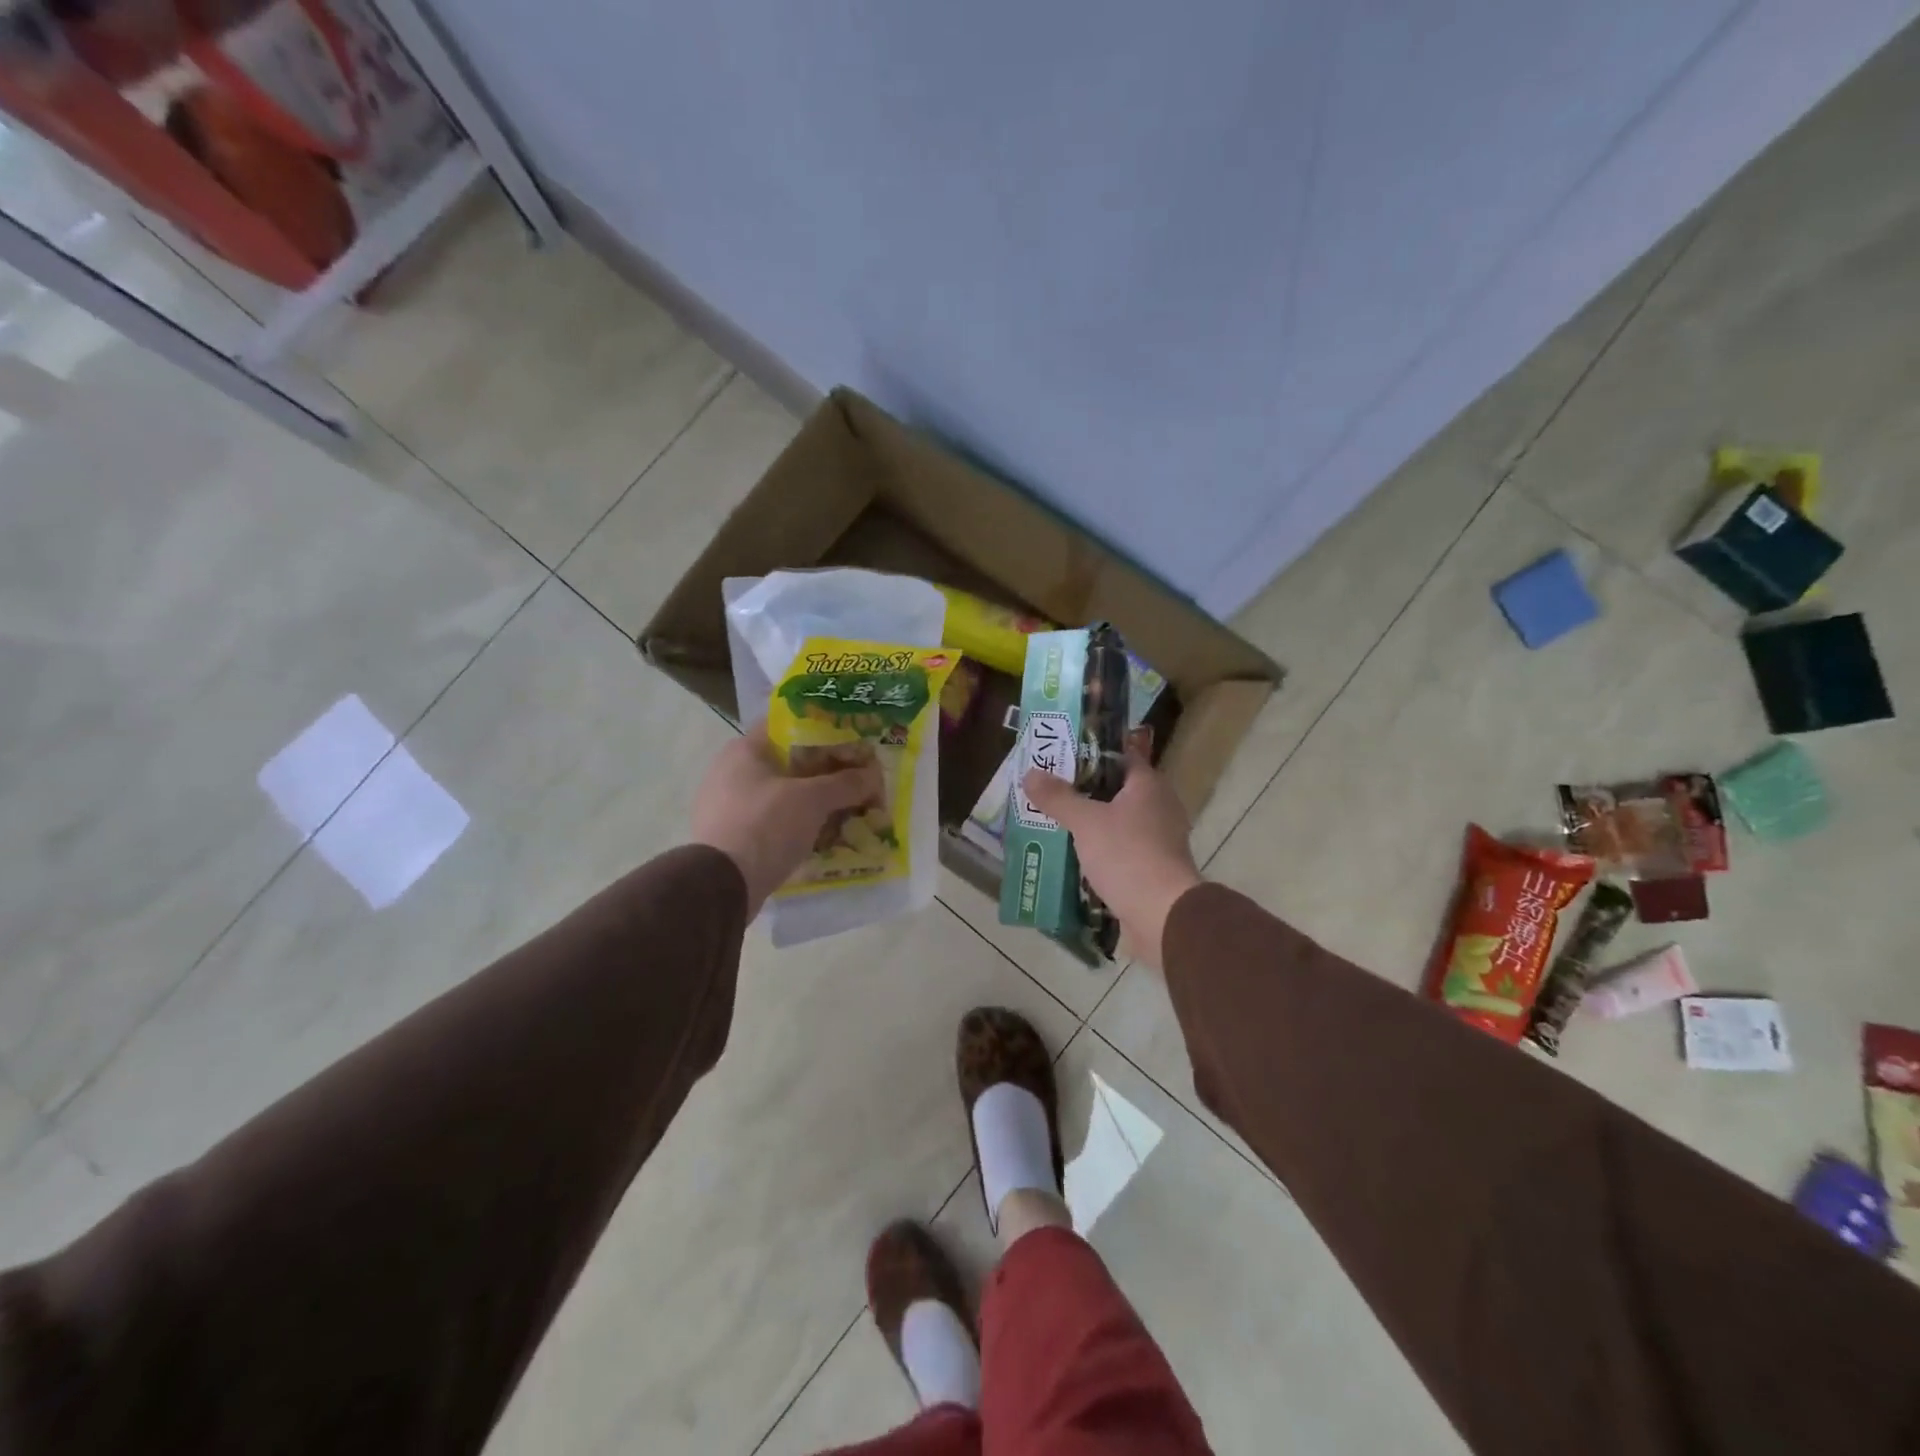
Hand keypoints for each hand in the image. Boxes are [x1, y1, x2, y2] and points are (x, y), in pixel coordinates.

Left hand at [691, 722, 883, 914]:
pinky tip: (821, 838)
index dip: (824, 732)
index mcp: (745, 749)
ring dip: (813, 804)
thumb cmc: (766, 825)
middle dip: (825, 774)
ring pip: (783, 796)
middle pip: (789, 763)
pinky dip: (797, 827)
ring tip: (845, 813)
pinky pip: (773, 823)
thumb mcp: (813, 800)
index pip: (790, 726)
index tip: (852, 746)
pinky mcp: (731, 836)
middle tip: (856, 783)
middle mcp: (731, 771)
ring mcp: (727, 806)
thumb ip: (846, 783)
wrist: (721, 886)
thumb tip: (873, 775)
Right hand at [1022, 734, 1202, 967]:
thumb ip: (1058, 797)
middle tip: (1048, 789)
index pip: (1119, 756)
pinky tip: (1072, 853)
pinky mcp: (1153, 867)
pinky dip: (1099, 848)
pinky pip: (1121, 848)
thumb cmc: (1127, 855)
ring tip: (1053, 820)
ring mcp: (1159, 838)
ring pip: (1117, 820)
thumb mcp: (1085, 822)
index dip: (1089, 753)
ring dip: (1090, 821)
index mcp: (1149, 785)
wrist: (1162, 915)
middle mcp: (1159, 806)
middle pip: (1115, 789)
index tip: (1059, 756)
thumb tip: (1030, 773)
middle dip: (1083, 790)